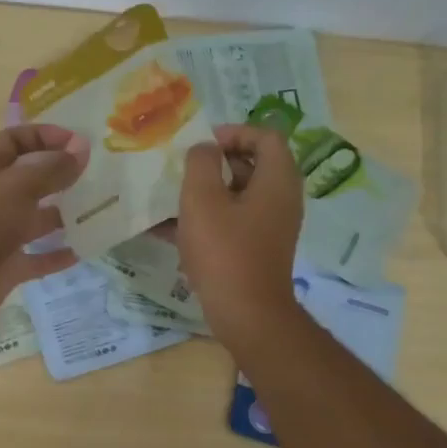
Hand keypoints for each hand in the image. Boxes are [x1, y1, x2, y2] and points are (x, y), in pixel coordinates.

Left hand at [0, 123, 87, 317]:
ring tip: (95, 211)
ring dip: (63, 216)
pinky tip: (83, 250)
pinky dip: (58, 254)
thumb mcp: (20, 185)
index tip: (77, 142)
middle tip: (94, 174)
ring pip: (35, 219)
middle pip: (28, 179)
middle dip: (59, 175)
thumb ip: (52, 168)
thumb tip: (82, 149)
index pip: (14, 140)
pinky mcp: (8, 265)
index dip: (44, 135)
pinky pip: (38, 257)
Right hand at [175, 123, 303, 344]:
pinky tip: (166, 229)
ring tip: (168, 198)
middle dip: (214, 163)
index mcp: (277, 180)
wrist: (246, 314)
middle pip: (251, 164)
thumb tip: (204, 150)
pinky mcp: (256, 249)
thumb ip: (200, 163)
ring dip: (204, 193)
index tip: (202, 146)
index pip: (265, 136)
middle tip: (182, 169)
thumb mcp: (202, 198)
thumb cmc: (224, 250)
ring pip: (236, 195)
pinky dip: (205, 219)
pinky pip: (230, 222)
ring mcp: (270, 226)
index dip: (233, 132)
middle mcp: (280, 199)